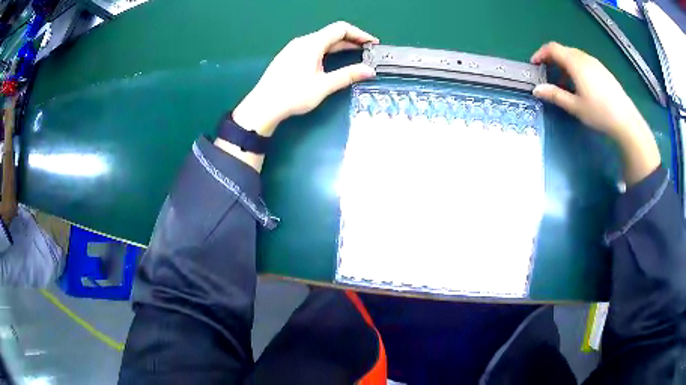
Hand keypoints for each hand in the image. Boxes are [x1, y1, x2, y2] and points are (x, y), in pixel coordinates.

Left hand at [232, 21, 378, 136]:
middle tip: (367, 51)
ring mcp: (294, 48)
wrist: (263, 106)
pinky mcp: (289, 57)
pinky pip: (313, 48)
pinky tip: (332, 61)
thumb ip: (348, 75)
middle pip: (331, 34)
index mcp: (312, 43)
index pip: (341, 29)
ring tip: (354, 55)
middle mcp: (303, 41)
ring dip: (339, 46)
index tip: (372, 43)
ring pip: (322, 41)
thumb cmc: (293, 95)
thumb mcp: (324, 86)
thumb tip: (369, 71)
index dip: (359, 34)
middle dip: (351, 40)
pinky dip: (327, 51)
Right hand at [530, 42, 647, 138]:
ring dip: (565, 65)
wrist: (626, 120)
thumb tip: (536, 90)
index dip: (541, 54)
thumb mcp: (575, 106)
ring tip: (565, 84)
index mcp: (575, 63)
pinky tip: (580, 86)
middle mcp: (584, 57)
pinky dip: (576, 68)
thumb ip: (555, 95)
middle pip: (563, 51)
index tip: (535, 65)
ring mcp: (595, 63)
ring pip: (574, 56)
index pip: (552, 48)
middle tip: (548, 76)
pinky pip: (584, 62)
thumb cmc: (599, 113)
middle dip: (552, 60)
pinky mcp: (603, 70)